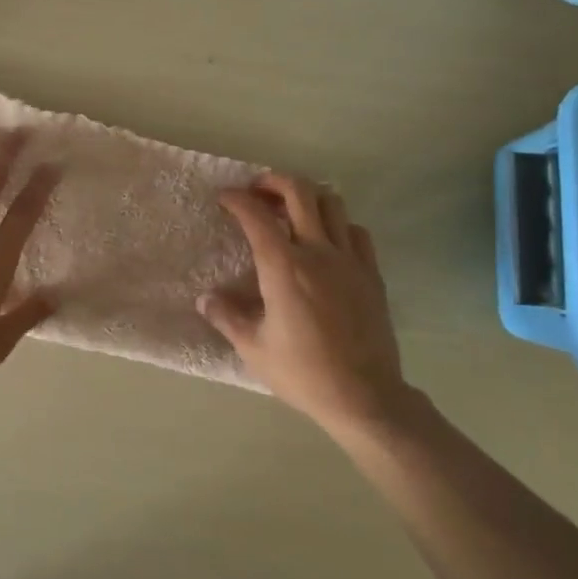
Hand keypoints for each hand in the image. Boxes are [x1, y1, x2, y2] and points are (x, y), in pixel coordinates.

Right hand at [200, 173, 409, 434]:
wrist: (365, 396)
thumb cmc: (303, 373)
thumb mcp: (253, 349)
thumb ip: (227, 317)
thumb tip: (206, 298)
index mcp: (284, 267)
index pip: (257, 216)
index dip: (237, 199)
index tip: (225, 198)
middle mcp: (318, 252)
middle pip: (299, 192)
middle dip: (273, 181)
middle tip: (257, 192)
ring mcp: (349, 260)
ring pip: (332, 203)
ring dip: (308, 197)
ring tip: (291, 211)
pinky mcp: (371, 273)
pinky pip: (356, 231)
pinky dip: (337, 224)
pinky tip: (327, 240)